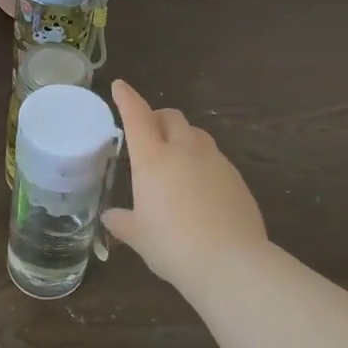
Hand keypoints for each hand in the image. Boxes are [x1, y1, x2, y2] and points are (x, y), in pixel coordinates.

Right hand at [102, 80, 270, 292]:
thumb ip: (123, 222)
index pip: (136, 117)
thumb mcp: (140, 237)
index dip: (127, 99)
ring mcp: (214, 160)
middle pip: (171, 117)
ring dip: (182, 136)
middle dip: (157, 117)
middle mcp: (184, 150)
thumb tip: (111, 217)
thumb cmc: (173, 246)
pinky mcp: (236, 177)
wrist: (231, 262)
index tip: (120, 86)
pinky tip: (200, 185)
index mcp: (153, 159)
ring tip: (175, 156)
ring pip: (196, 133)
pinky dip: (202, 160)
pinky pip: (215, 157)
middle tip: (148, 132)